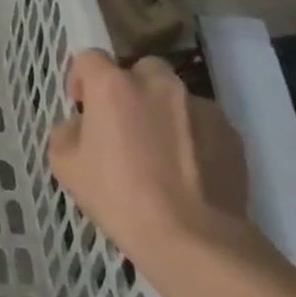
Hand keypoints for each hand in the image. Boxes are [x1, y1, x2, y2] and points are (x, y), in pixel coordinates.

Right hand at [47, 50, 250, 273]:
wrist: (193, 238)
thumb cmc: (118, 196)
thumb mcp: (65, 165)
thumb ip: (67, 131)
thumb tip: (82, 126)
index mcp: (113, 86)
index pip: (90, 57)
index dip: (81, 78)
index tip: (82, 106)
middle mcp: (158, 84)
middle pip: (140, 69)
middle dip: (130, 88)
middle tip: (124, 124)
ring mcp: (200, 106)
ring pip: (174, 97)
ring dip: (163, 112)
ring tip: (160, 153)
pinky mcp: (230, 132)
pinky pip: (202, 123)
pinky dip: (192, 136)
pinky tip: (187, 171)